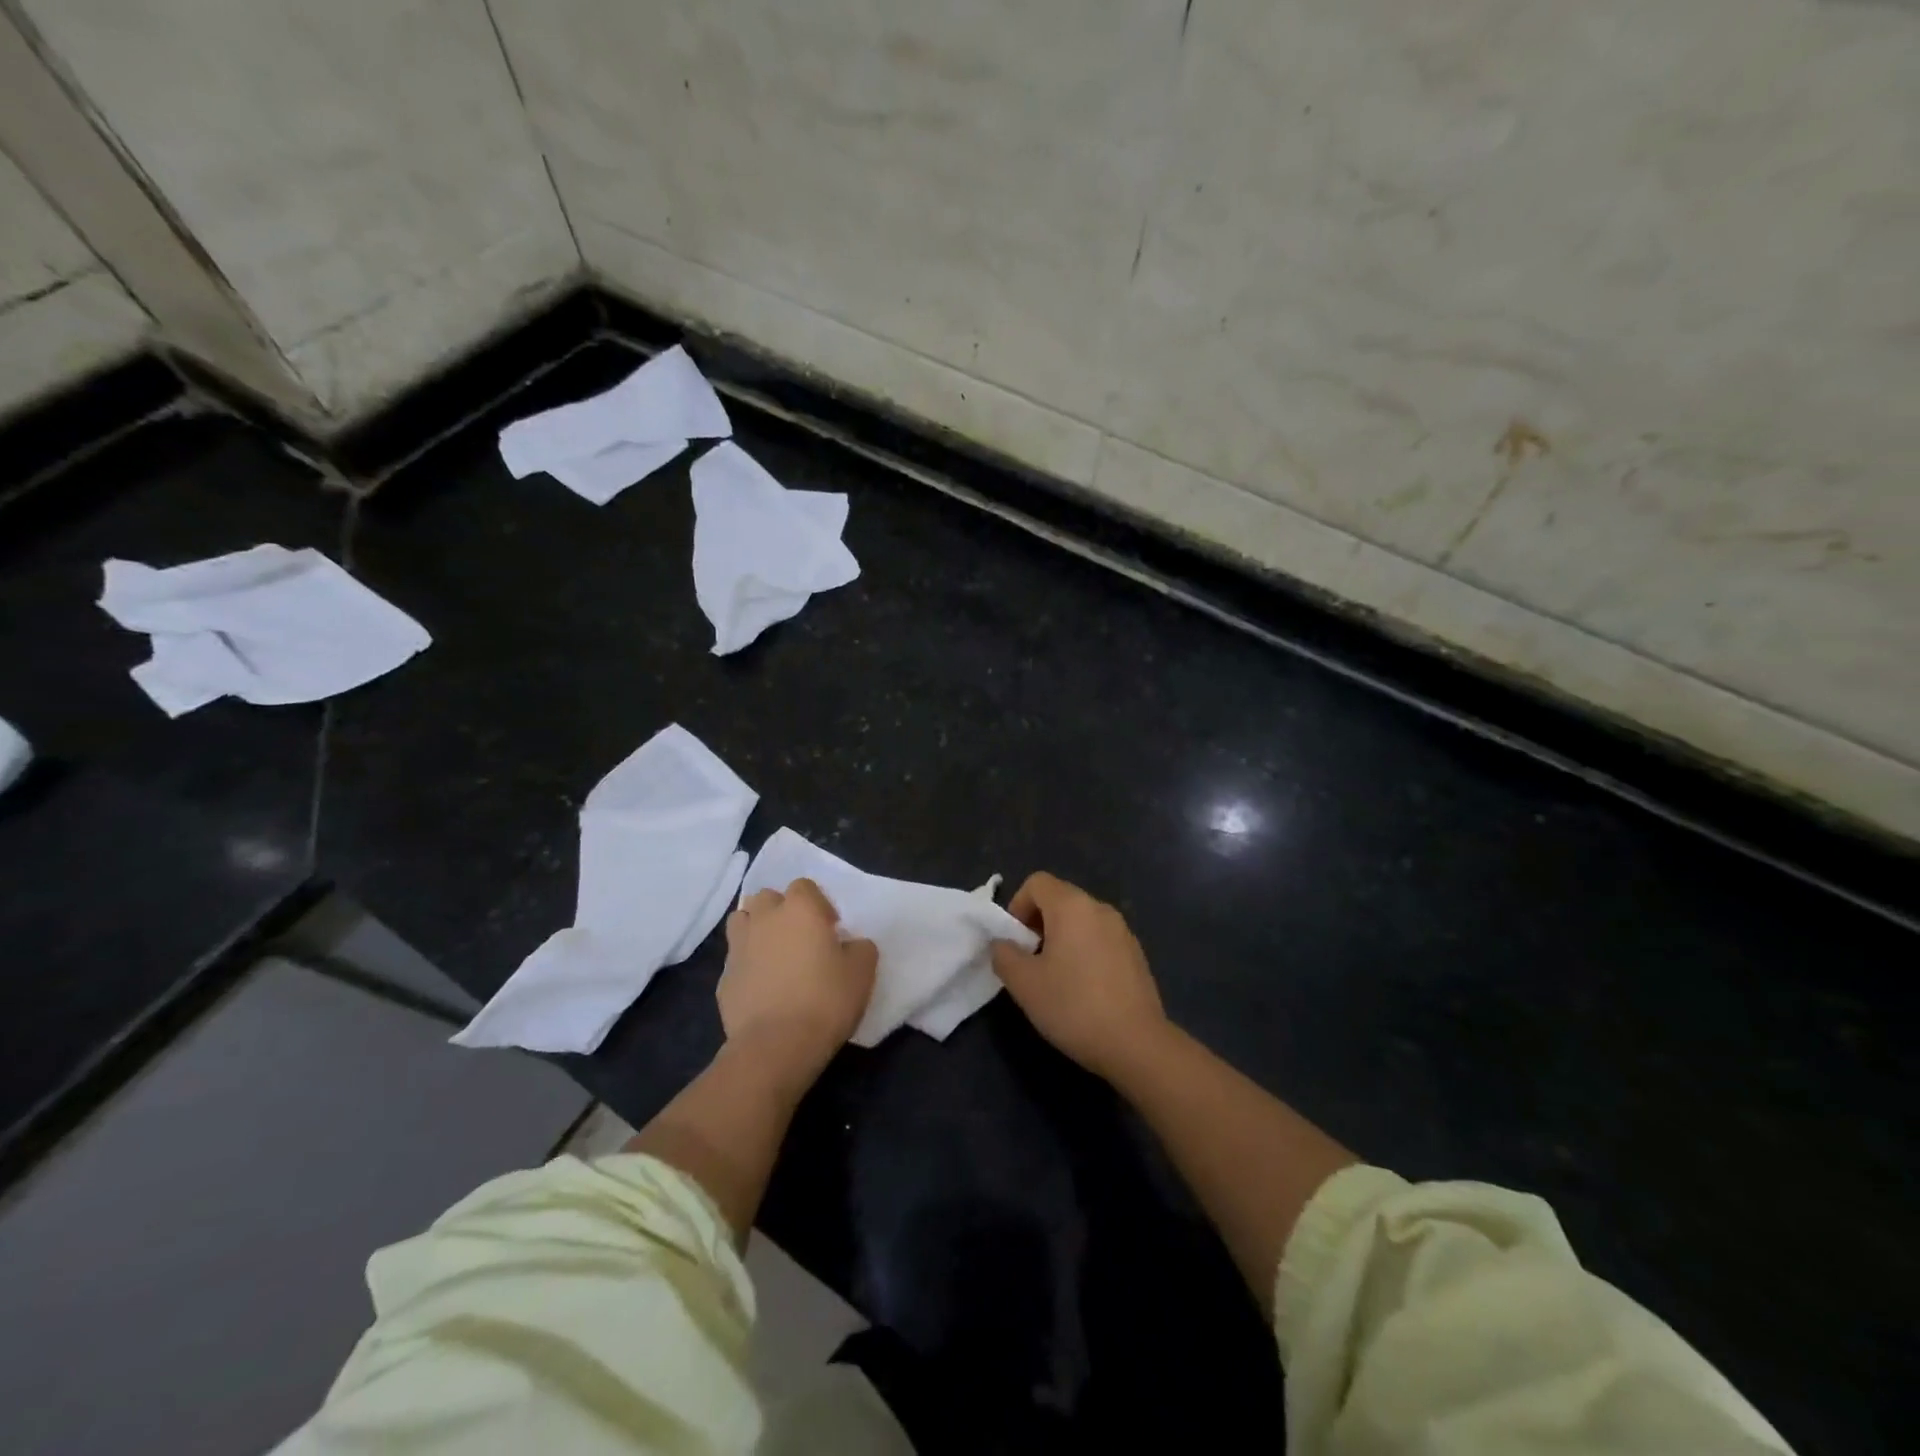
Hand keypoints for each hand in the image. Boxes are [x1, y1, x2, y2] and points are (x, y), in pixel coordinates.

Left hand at [719, 878, 876, 1081]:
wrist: (776, 1045)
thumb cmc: (825, 1000)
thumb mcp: (863, 972)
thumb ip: (860, 948)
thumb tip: (851, 945)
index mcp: (800, 909)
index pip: (804, 886)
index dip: (818, 903)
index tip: (830, 929)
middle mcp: (765, 919)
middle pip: (767, 897)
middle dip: (781, 910)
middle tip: (800, 938)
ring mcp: (739, 947)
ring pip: (742, 921)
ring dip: (757, 929)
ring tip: (774, 955)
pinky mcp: (723, 978)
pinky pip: (736, 959)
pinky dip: (747, 965)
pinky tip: (762, 988)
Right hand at [990, 872, 1168, 1081]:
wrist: (1136, 1044)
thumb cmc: (1073, 1006)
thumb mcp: (1024, 984)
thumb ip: (1004, 955)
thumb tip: (1003, 944)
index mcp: (1072, 906)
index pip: (1037, 882)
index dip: (1017, 906)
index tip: (1015, 941)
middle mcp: (1100, 909)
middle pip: (1060, 898)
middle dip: (1038, 922)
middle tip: (1030, 960)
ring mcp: (1122, 930)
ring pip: (1081, 919)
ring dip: (1061, 937)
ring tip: (1055, 976)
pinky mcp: (1136, 953)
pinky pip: (1100, 938)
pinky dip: (1084, 950)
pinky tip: (1083, 988)